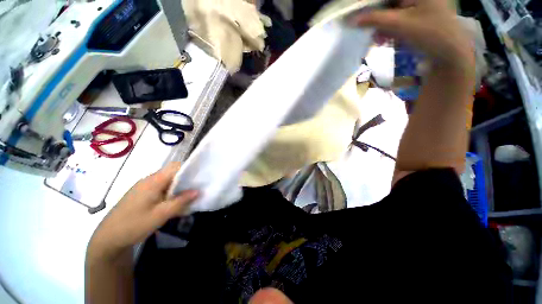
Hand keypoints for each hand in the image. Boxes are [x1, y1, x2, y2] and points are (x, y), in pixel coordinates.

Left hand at [87, 162, 198, 260]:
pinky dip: (171, 193)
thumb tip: (198, 191)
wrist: (108, 238)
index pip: (175, 167)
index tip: (200, 177)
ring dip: (180, 188)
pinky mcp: (143, 194)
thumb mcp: (160, 215)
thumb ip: (180, 202)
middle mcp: (149, 180)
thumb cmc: (133, 225)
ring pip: (168, 182)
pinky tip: (175, 204)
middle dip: (187, 180)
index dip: (189, 169)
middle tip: (198, 189)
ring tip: (189, 197)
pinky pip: (162, 189)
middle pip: (173, 173)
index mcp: (153, 181)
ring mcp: (145, 187)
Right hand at [353, 0, 473, 67]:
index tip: (357, 16)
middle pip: (388, 3)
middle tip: (369, 32)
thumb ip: (374, 19)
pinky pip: (399, 19)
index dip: (369, 5)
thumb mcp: (398, 24)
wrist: (450, 53)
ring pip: (392, 12)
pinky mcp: (420, 16)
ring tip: (379, 41)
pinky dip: (390, 29)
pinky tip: (386, 40)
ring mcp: (420, 4)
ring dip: (382, 26)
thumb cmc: (428, 33)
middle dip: (376, 18)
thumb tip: (351, 20)